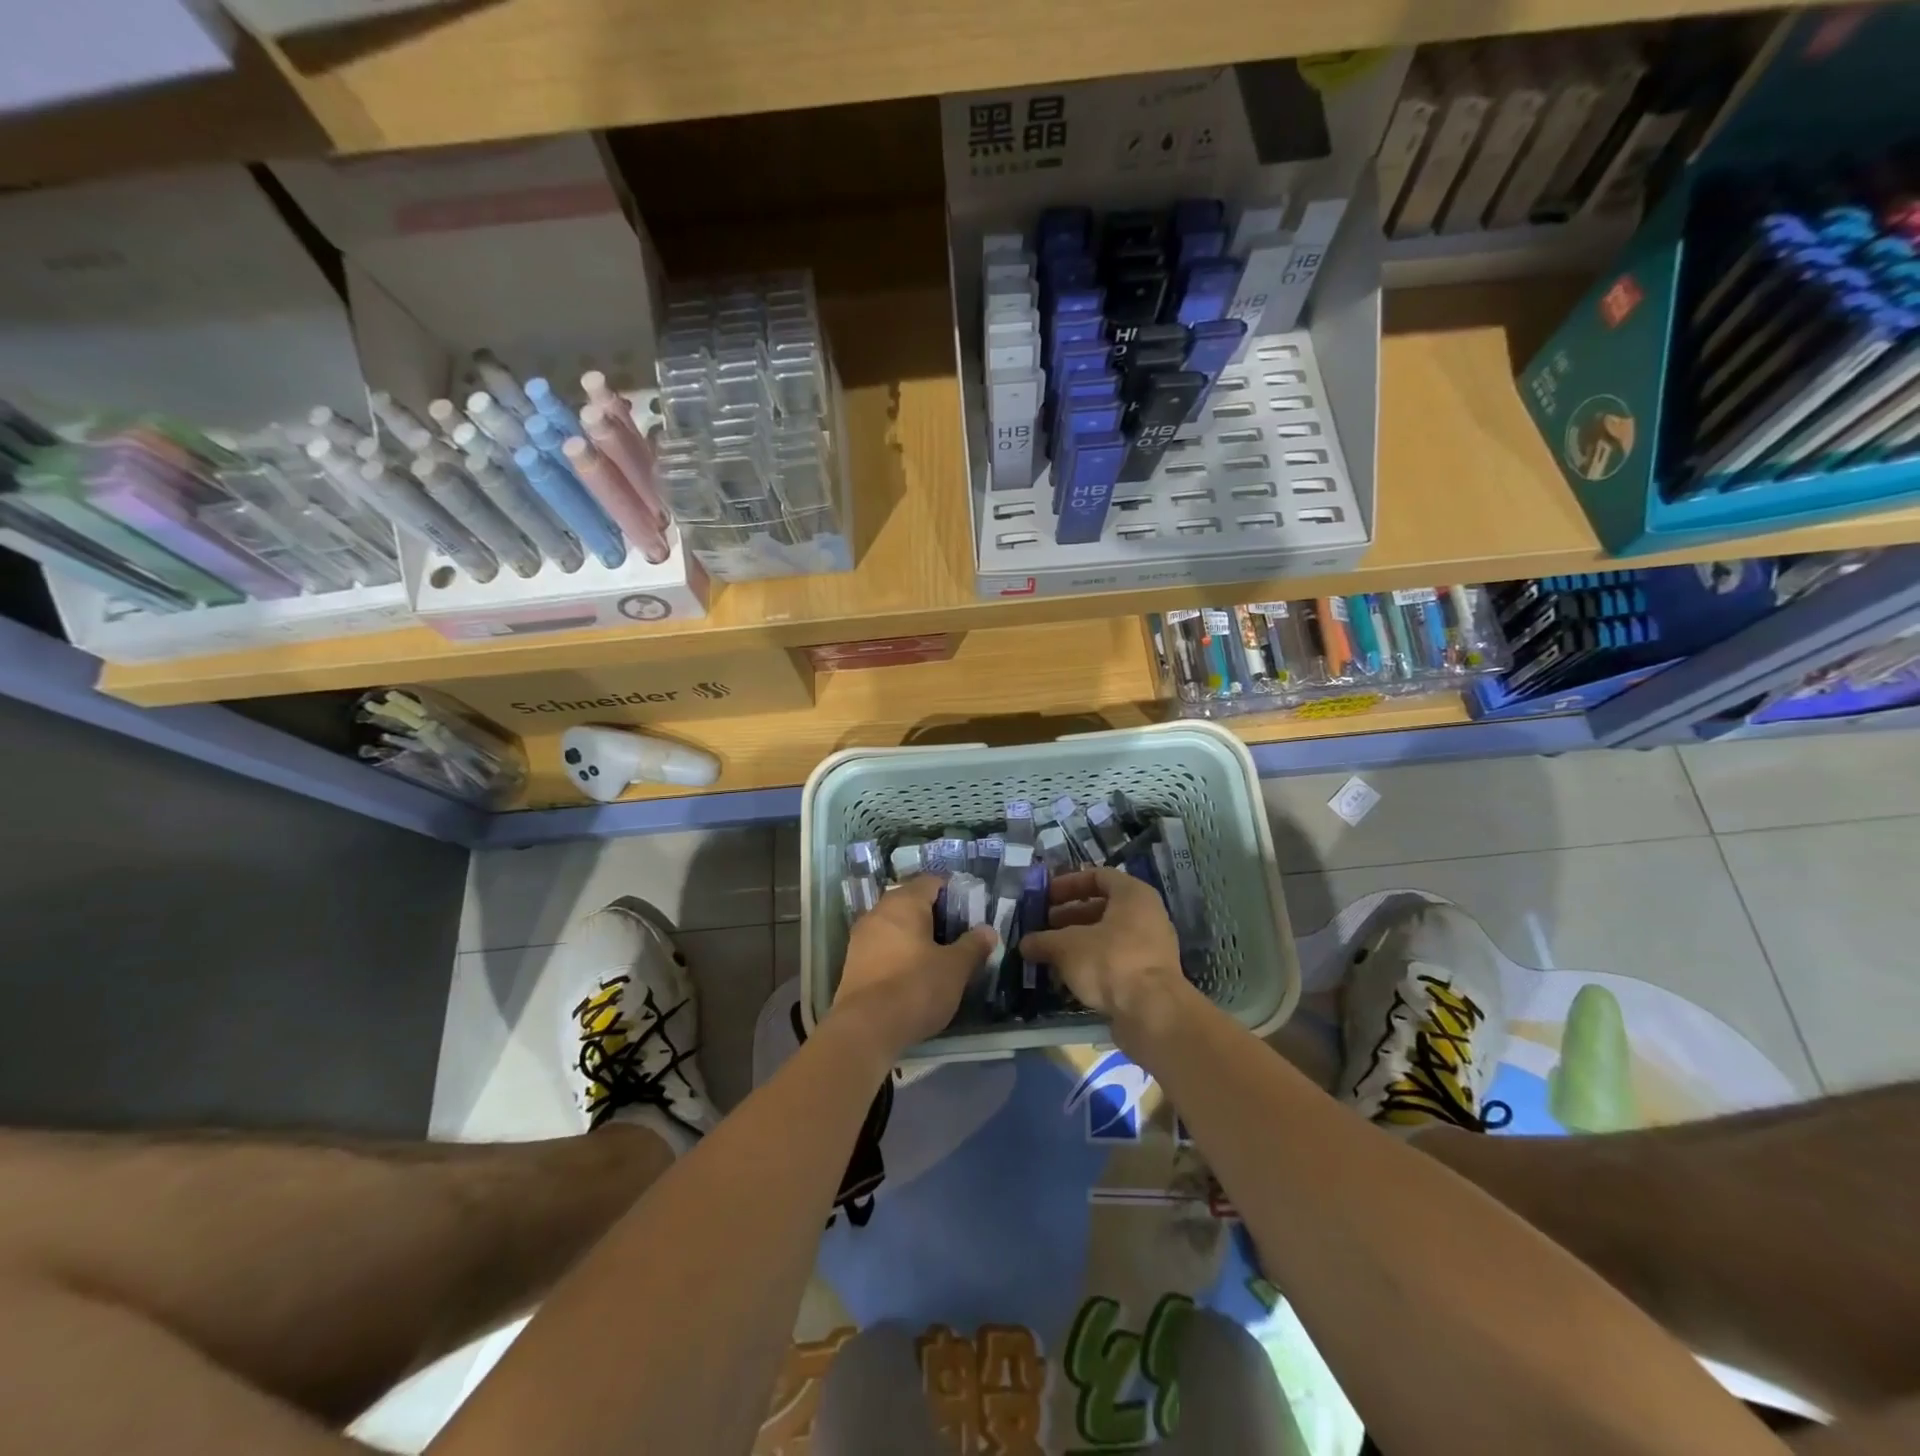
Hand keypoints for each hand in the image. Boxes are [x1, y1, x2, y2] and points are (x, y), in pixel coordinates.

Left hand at [827, 875, 996, 1064]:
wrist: (865, 1029)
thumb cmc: (915, 987)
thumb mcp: (955, 968)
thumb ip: (973, 946)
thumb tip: (987, 931)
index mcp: (904, 902)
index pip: (931, 882)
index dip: (954, 892)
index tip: (971, 911)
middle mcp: (878, 912)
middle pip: (911, 902)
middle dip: (935, 916)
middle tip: (958, 936)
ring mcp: (861, 938)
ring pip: (895, 926)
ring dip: (915, 936)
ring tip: (939, 957)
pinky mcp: (853, 964)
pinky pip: (882, 947)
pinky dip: (899, 954)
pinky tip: (914, 975)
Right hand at [1018, 867, 1195, 1050]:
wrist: (1153, 1013)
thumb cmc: (1110, 962)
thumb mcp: (1067, 947)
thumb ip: (1043, 941)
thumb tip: (1024, 944)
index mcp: (1133, 894)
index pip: (1098, 876)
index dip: (1069, 884)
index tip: (1046, 897)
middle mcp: (1147, 914)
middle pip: (1103, 906)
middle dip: (1070, 915)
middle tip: (1044, 926)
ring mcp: (1152, 946)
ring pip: (1109, 935)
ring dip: (1078, 941)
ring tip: (1050, 952)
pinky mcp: (1149, 975)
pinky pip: (1116, 958)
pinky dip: (1092, 962)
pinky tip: (1069, 976)